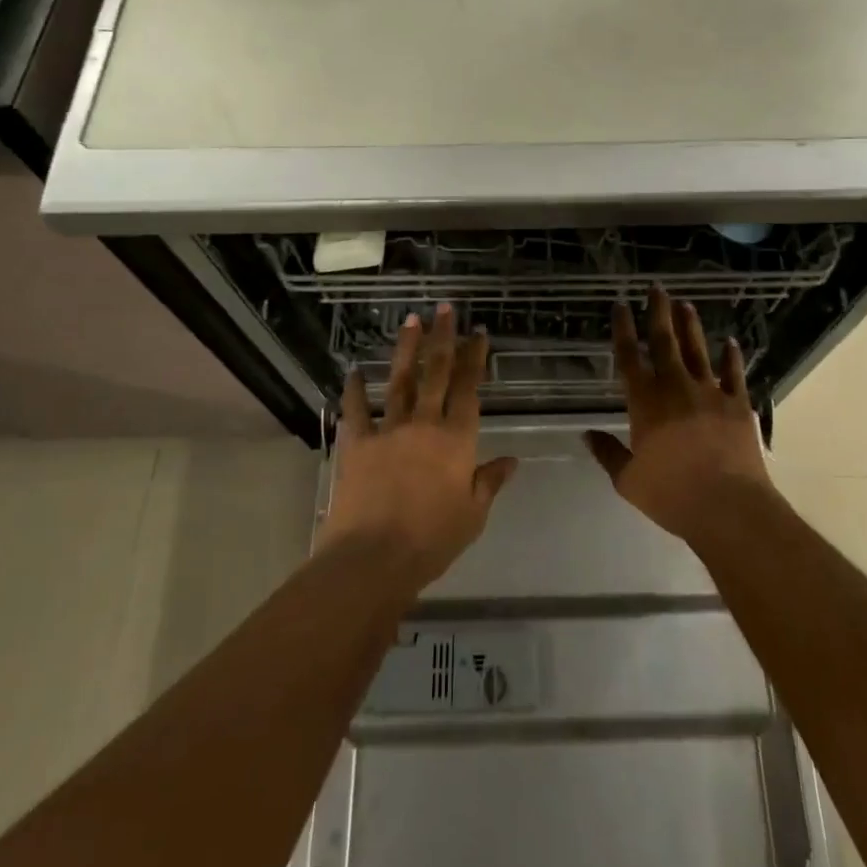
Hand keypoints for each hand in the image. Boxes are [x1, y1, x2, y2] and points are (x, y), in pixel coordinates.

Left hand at [321, 304, 518, 590]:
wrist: (373, 557)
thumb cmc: (432, 539)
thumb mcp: (473, 515)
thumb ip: (490, 482)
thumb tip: (512, 461)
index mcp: (457, 439)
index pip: (470, 389)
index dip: (475, 359)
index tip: (479, 333)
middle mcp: (425, 424)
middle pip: (437, 373)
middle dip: (443, 338)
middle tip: (445, 308)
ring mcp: (389, 430)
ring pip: (400, 381)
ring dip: (406, 349)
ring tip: (410, 320)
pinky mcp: (358, 444)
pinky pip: (356, 411)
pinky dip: (354, 390)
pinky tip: (353, 371)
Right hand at [585, 285, 776, 544]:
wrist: (728, 506)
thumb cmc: (672, 495)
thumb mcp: (629, 480)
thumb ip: (608, 453)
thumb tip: (587, 434)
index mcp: (645, 402)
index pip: (629, 357)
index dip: (623, 329)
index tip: (620, 306)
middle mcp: (675, 387)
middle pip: (664, 342)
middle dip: (658, 313)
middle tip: (656, 288)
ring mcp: (710, 392)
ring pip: (697, 350)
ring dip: (690, 326)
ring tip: (685, 304)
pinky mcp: (737, 404)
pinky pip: (734, 373)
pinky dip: (731, 356)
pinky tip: (730, 342)